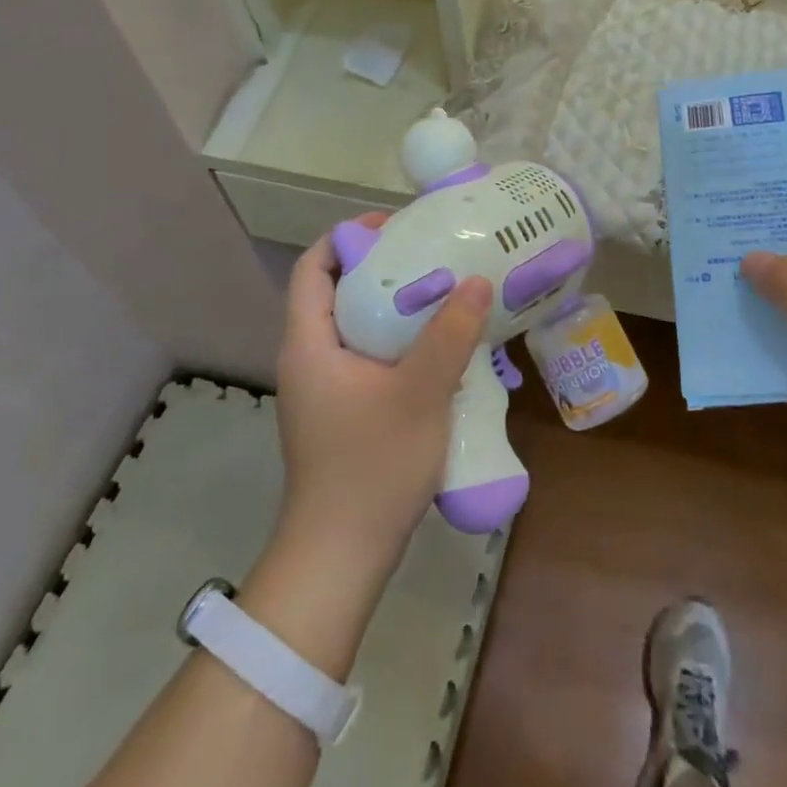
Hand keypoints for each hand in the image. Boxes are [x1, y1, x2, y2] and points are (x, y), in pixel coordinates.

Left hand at [274, 217, 493, 574]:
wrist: (340, 558)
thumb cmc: (371, 467)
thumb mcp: (419, 393)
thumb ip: (450, 334)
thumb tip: (478, 280)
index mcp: (309, 343)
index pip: (312, 266)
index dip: (350, 237)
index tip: (398, 228)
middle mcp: (310, 357)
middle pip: (338, 290)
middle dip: (385, 267)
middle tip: (435, 256)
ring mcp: (324, 388)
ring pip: (357, 325)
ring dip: (397, 306)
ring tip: (445, 294)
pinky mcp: (342, 411)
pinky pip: (368, 356)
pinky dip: (399, 340)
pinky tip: (441, 348)